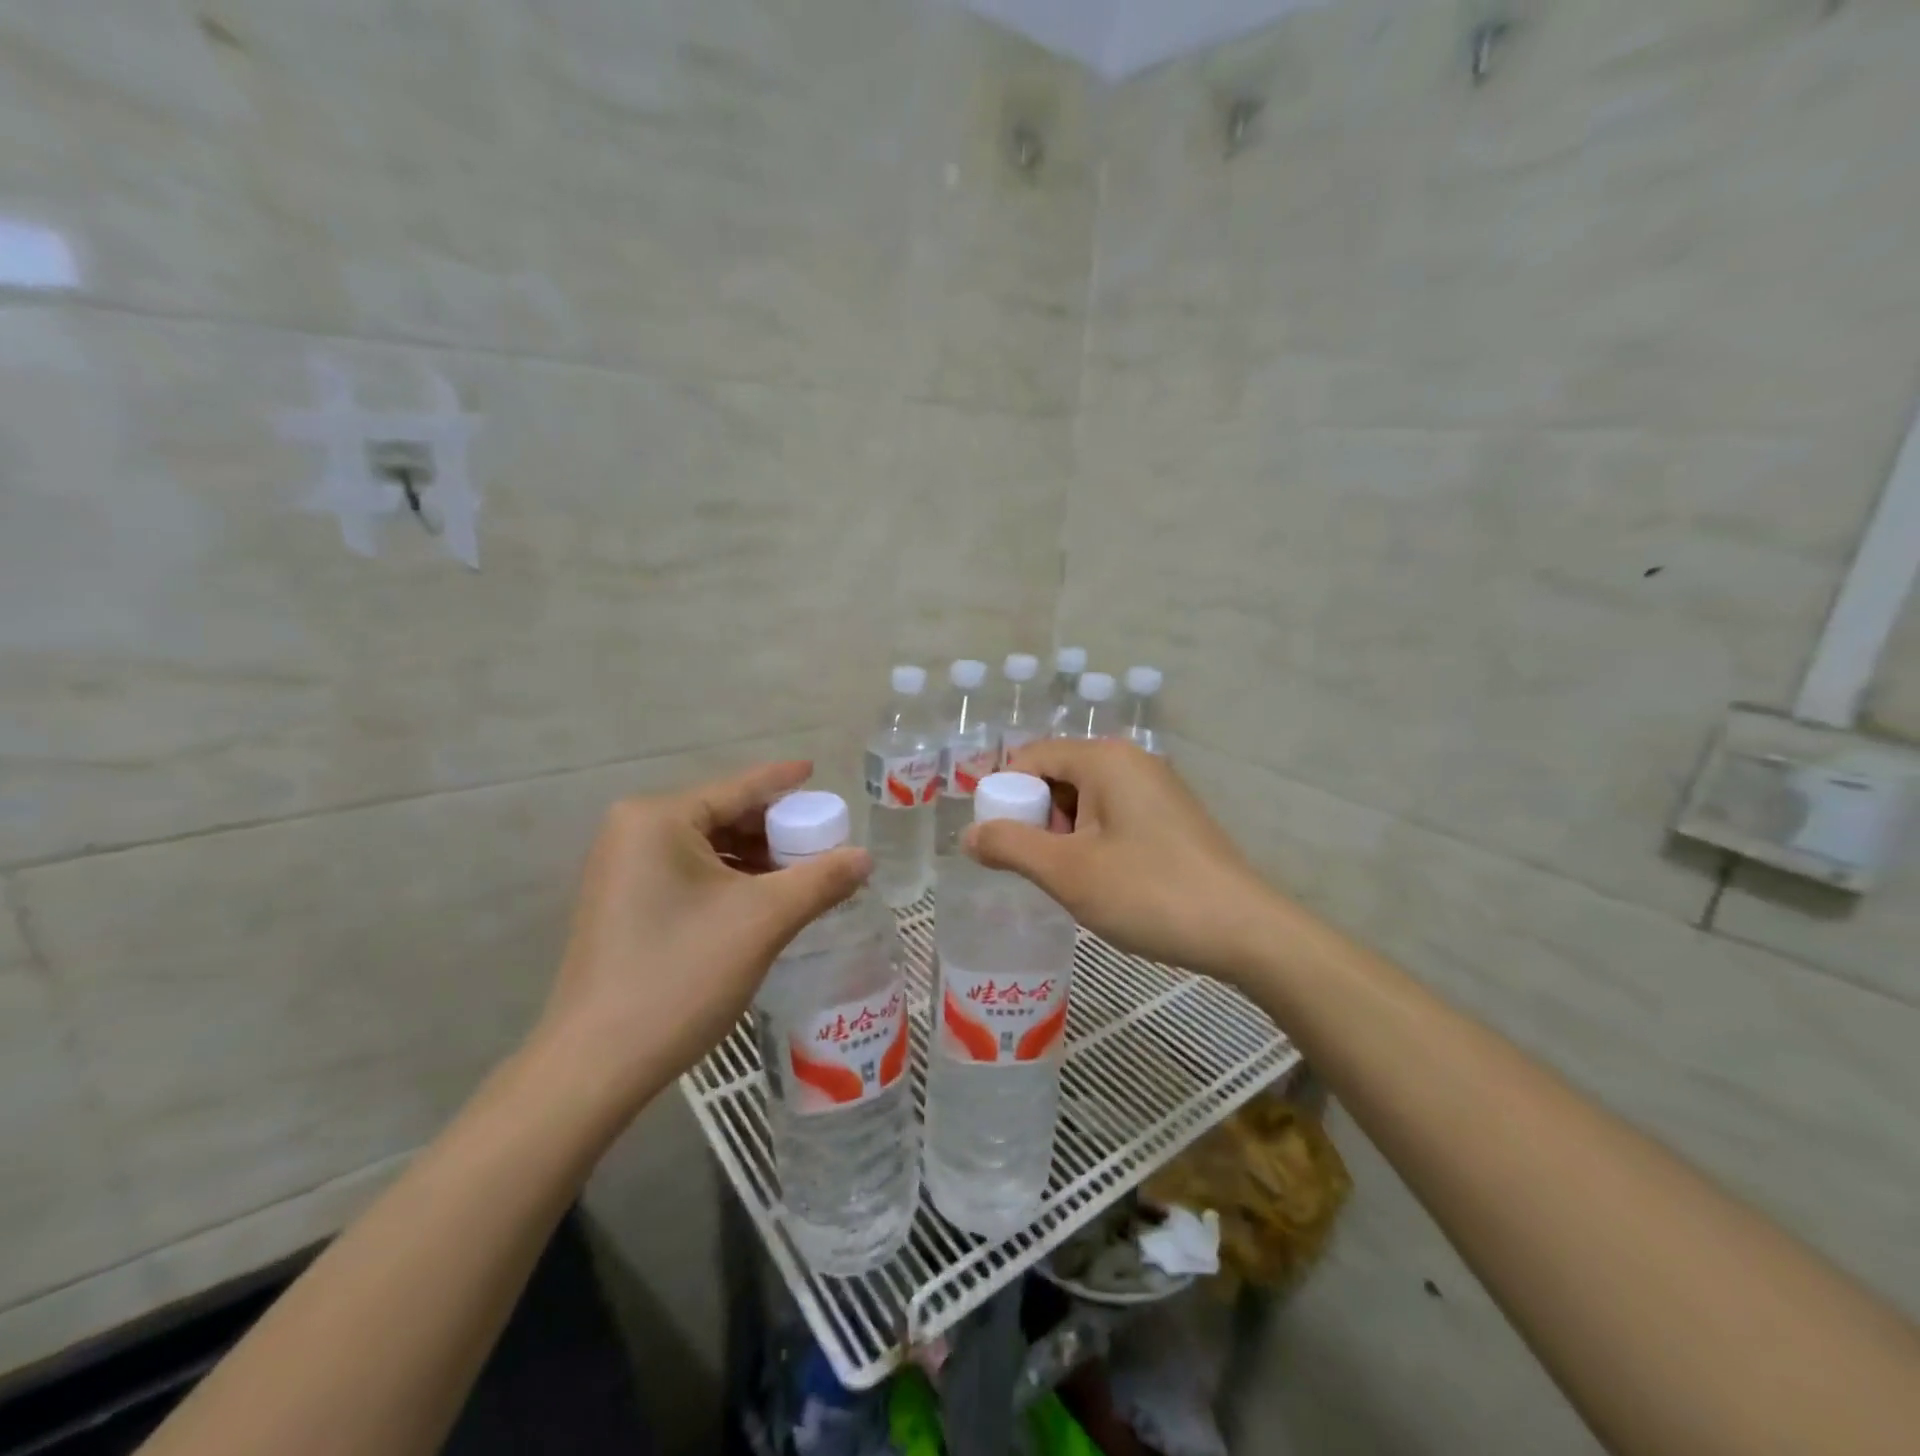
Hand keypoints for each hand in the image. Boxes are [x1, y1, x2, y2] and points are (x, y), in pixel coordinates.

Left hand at [536, 761, 870, 1101]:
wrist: (597, 1065)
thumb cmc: (682, 975)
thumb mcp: (764, 921)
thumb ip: (821, 880)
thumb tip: (866, 857)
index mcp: (659, 819)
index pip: (738, 789)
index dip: (783, 781)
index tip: (817, 770)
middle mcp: (633, 832)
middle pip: (723, 816)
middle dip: (775, 829)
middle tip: (823, 842)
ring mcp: (622, 870)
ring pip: (707, 849)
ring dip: (756, 859)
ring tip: (802, 874)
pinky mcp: (623, 904)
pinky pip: (689, 874)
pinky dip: (729, 881)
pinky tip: (762, 901)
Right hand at [963, 740, 1286, 984]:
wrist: (1245, 931)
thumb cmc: (1149, 893)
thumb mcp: (1067, 873)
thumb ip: (1009, 846)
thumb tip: (968, 835)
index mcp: (1104, 759)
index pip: (1030, 758)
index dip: (1004, 797)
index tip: (998, 846)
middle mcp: (1131, 760)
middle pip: (1057, 776)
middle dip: (1036, 820)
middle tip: (1037, 869)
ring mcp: (1156, 787)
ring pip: (1084, 800)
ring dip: (1064, 836)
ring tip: (1070, 882)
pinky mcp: (1171, 816)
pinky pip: (1112, 816)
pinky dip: (1093, 842)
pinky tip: (1102, 882)